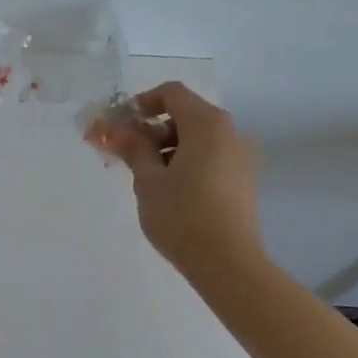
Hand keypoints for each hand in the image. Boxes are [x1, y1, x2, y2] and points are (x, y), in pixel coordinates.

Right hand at [88, 82, 262, 273]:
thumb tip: (114, 129)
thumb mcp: (148, 180)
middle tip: (125, 154)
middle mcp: (230, 133)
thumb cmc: (182, 216)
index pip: (172, 94)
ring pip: (198, 139)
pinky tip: (170, 190)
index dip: (142, 103)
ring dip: (168, 148)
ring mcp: (241, 158)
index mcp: (208, 124)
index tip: (119, 126)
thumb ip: (132, 147)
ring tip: (145, 177)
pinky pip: (210, 157)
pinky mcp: (244, 180)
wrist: (228, 264)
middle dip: (152, 129)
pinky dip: (187, 162)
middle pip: (185, 115)